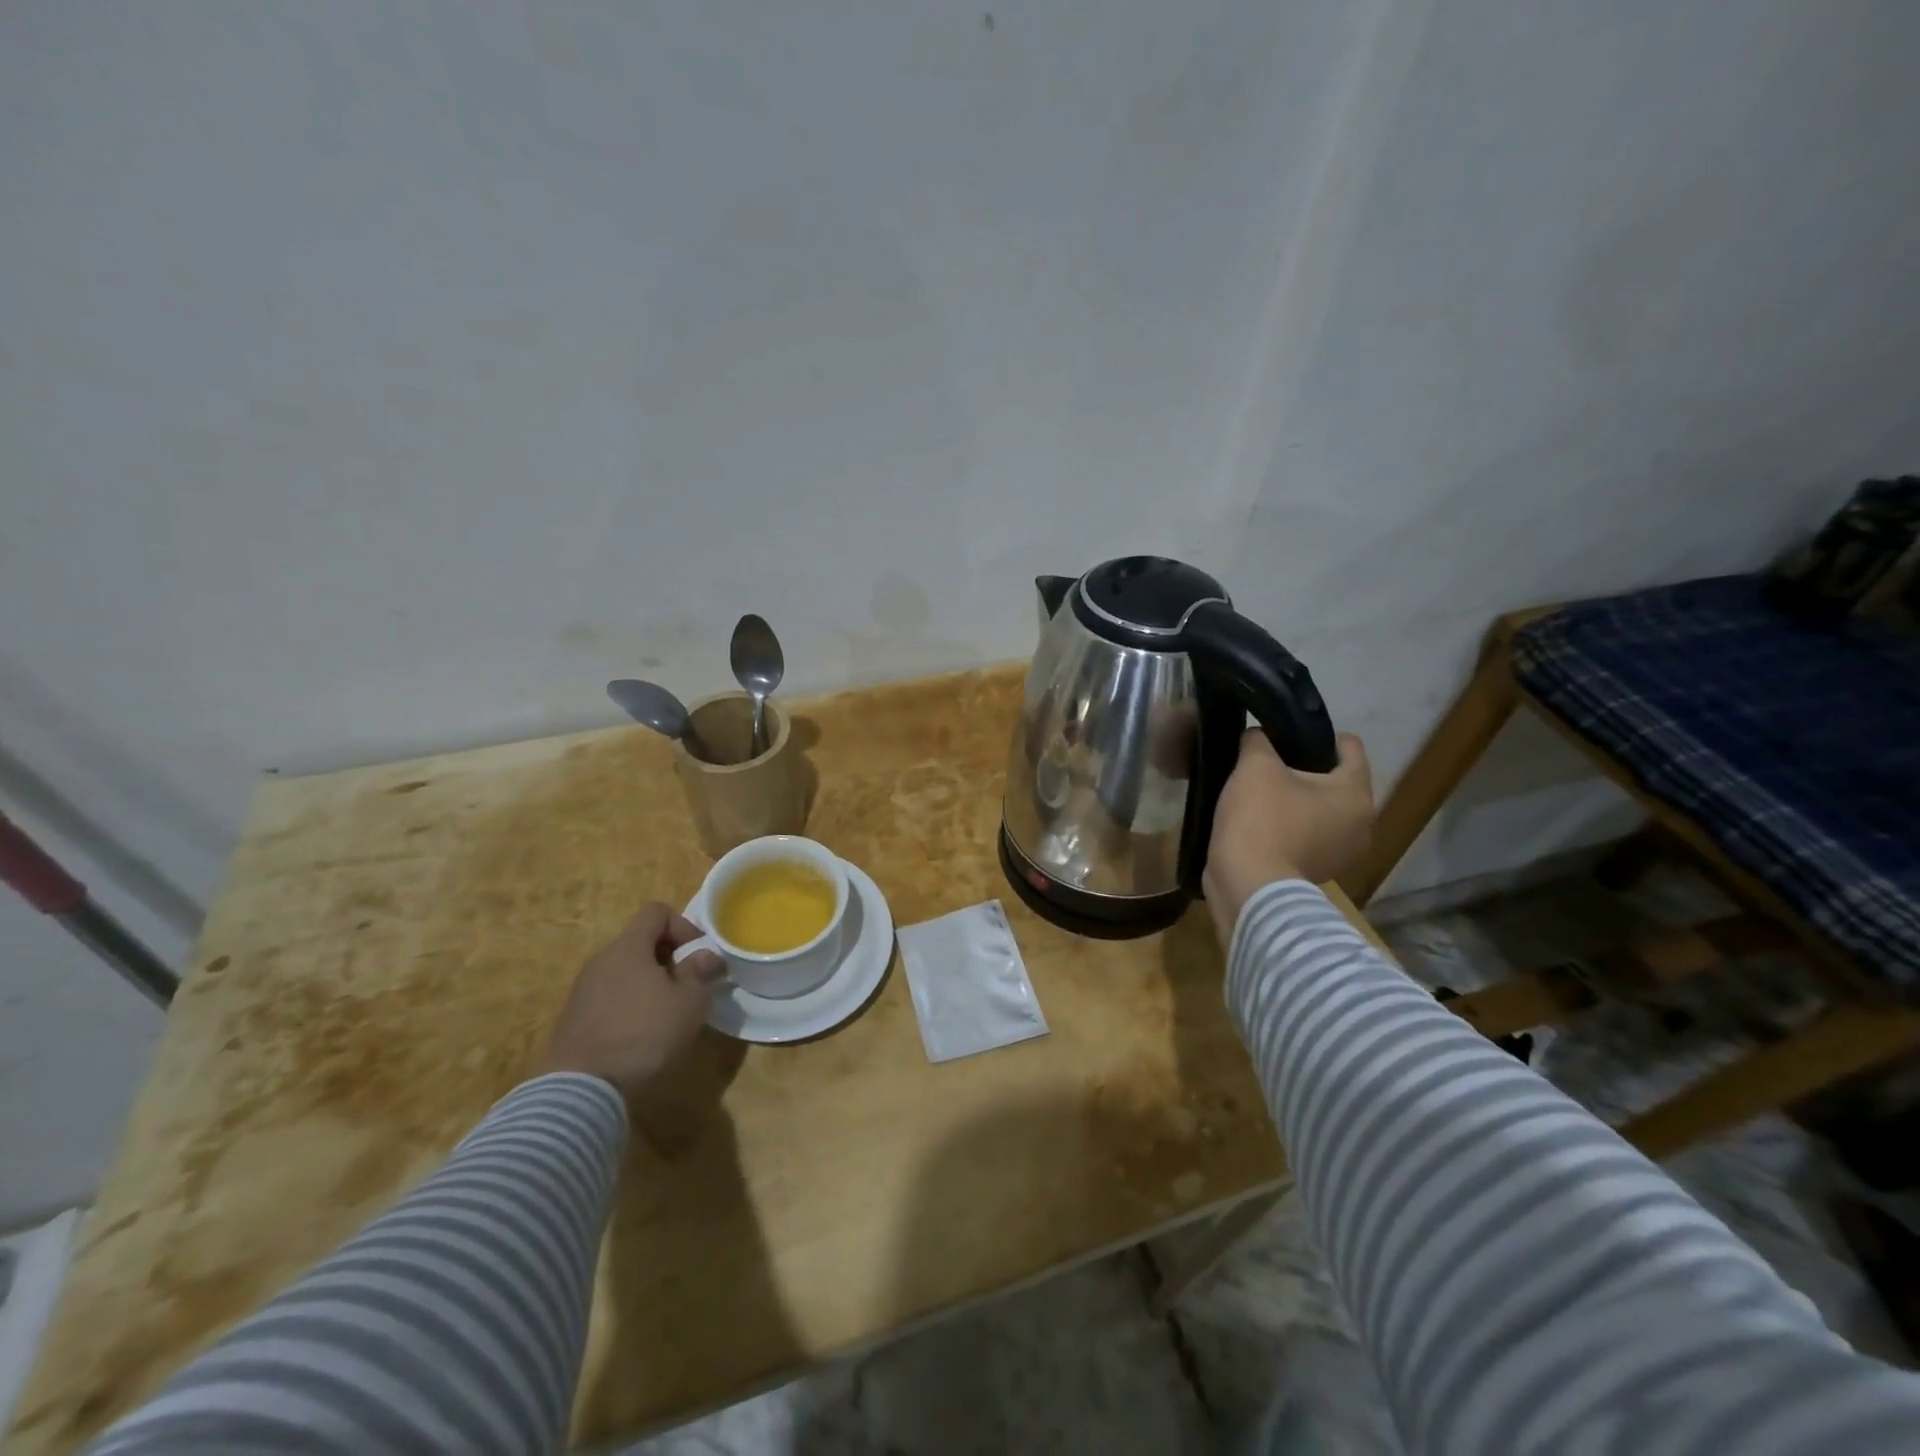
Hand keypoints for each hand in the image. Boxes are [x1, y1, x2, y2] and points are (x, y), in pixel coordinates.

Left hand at [537, 903, 725, 1098]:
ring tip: (667, 1015)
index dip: (683, 926)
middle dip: (669, 959)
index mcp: (628, 947)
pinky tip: (641, 1036)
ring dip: (649, 985)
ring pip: (625, 972)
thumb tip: (705, 955)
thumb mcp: (689, 1003)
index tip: (697, 956)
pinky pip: (610, 998)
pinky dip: (629, 1006)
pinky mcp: (574, 1020)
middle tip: (688, 988)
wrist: (580, 1090)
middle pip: (640, 942)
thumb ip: (699, 972)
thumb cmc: (643, 1034)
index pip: (656, 912)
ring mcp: (582, 991)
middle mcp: (601, 960)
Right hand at [1203, 730, 1374, 941]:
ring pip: (1321, 810)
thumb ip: (1258, 740)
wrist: (1249, 885)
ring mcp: (1343, 853)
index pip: (1349, 746)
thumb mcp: (1254, 766)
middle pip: (1334, 780)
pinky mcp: (1319, 872)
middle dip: (1304, 769)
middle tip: (1266, 765)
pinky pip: (1308, 836)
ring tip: (1259, 795)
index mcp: (1356, 792)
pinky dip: (1289, 827)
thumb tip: (1258, 737)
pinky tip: (1259, 824)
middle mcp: (1362, 823)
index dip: (1316, 733)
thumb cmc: (1261, 819)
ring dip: (1296, 801)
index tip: (1283, 735)